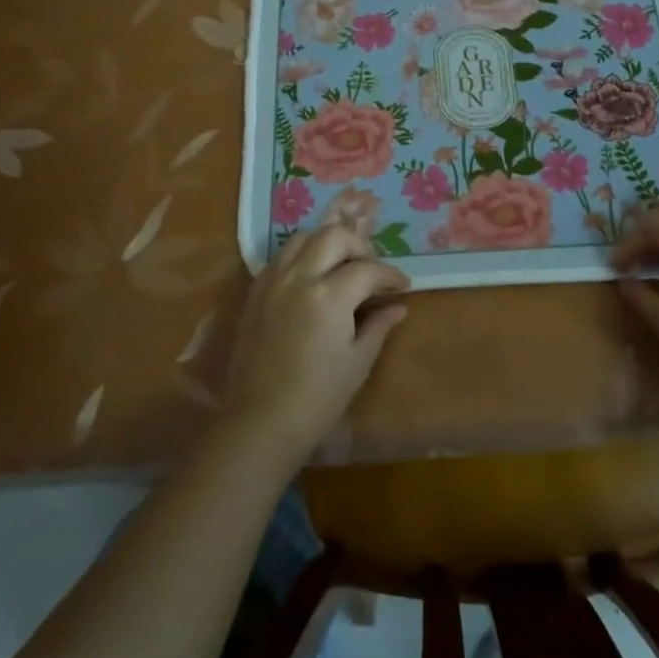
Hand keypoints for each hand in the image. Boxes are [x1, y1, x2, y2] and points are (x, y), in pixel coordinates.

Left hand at [223, 227, 409, 462]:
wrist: (260, 421)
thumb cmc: (317, 398)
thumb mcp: (357, 363)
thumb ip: (378, 327)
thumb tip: (398, 307)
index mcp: (329, 295)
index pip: (368, 269)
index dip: (390, 275)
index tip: (403, 286)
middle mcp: (299, 277)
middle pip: (334, 236)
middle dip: (360, 246)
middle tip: (372, 269)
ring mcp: (273, 281)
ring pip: (303, 237)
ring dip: (327, 244)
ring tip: (340, 265)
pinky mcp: (255, 291)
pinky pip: (281, 257)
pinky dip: (301, 256)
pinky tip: (312, 278)